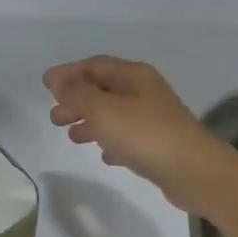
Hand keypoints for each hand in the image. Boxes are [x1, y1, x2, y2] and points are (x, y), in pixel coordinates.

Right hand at [44, 56, 228, 213]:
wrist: (192, 171)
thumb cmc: (144, 134)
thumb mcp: (103, 109)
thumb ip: (76, 94)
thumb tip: (57, 78)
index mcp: (133, 76)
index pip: (95, 65)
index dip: (69, 73)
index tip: (45, 85)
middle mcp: (144, 92)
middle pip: (103, 90)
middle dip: (76, 100)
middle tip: (54, 117)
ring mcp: (152, 119)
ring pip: (113, 115)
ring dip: (90, 122)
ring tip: (72, 137)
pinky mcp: (157, 145)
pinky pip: (127, 138)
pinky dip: (111, 141)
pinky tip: (103, 155)